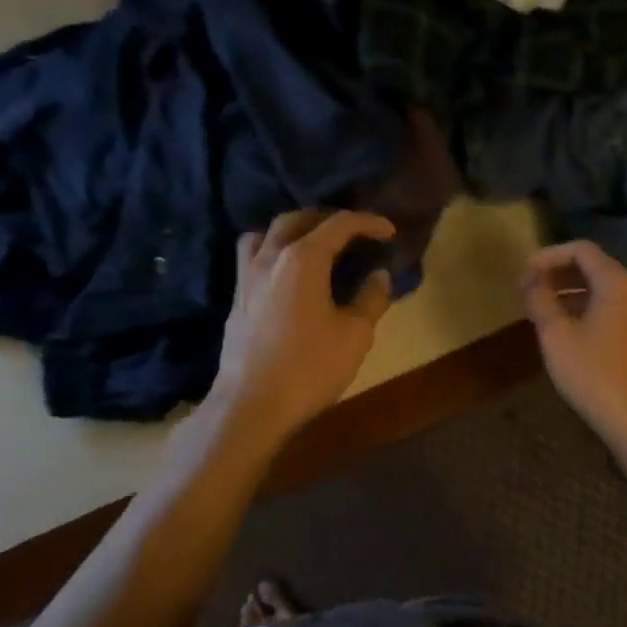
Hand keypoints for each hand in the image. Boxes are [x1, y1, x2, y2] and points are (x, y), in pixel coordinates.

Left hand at [209, 210, 395, 442]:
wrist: (250, 407)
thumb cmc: (309, 368)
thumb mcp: (355, 335)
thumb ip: (371, 299)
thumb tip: (380, 275)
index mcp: (303, 258)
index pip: (339, 224)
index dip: (368, 222)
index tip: (389, 231)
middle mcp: (270, 257)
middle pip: (298, 219)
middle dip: (328, 219)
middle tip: (353, 234)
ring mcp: (247, 276)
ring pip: (266, 233)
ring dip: (292, 230)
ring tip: (312, 245)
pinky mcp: (236, 299)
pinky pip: (252, 257)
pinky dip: (273, 251)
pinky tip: (287, 275)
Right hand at [519, 241, 626, 464]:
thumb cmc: (596, 376)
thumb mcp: (557, 336)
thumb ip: (541, 301)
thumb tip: (531, 281)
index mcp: (616, 282)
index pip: (580, 249)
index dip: (548, 256)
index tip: (523, 274)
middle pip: (592, 266)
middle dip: (557, 272)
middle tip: (527, 289)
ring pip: (599, 289)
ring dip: (568, 292)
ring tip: (539, 308)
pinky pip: (607, 308)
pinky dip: (582, 308)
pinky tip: (563, 330)